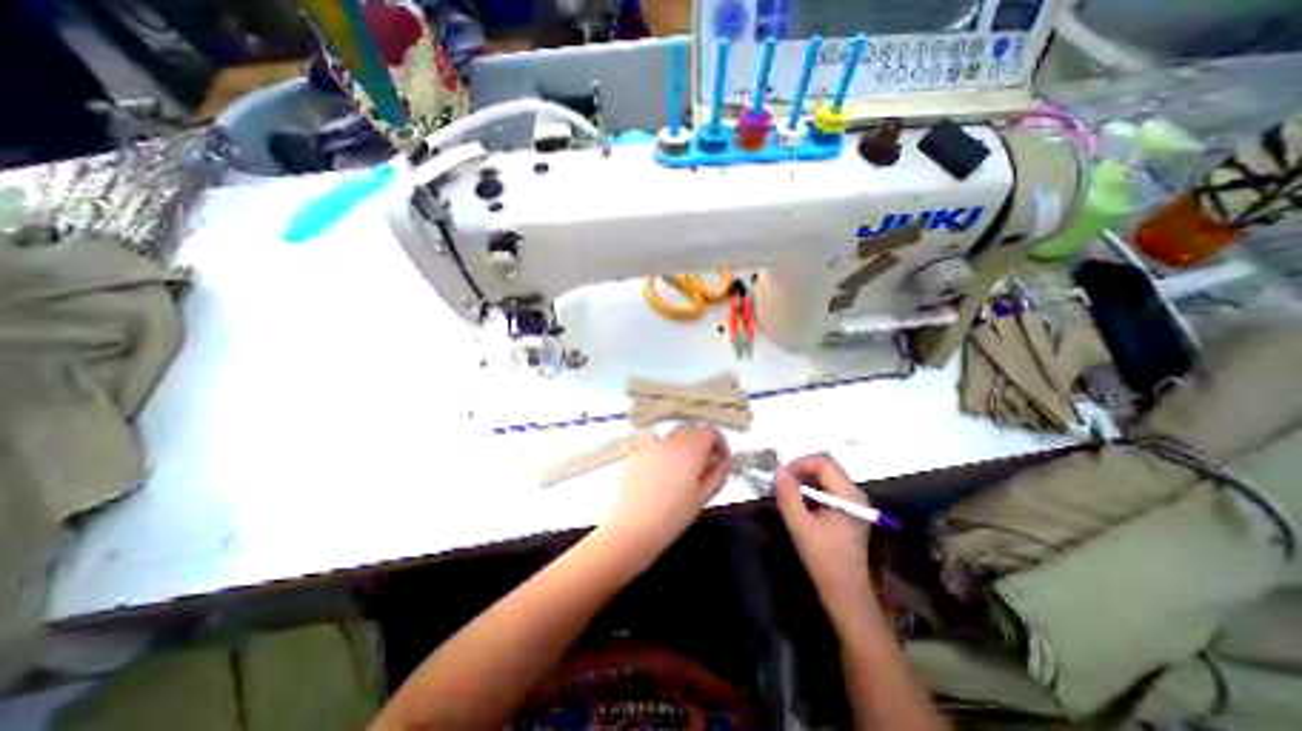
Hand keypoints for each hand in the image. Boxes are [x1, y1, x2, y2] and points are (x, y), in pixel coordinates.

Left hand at [600, 424, 730, 558]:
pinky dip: (663, 450)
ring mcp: (651, 444)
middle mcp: (671, 440)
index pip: (710, 430)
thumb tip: (727, 460)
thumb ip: (718, 473)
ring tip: (683, 469)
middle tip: (705, 466)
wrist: (632, 527)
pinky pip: (654, 443)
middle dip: (702, 443)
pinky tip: (661, 471)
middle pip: (691, 429)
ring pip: (673, 435)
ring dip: (683, 445)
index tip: (722, 460)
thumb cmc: (673, 515)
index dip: (720, 442)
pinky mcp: (636, 453)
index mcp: (691, 448)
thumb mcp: (703, 496)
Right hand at [772, 456, 872, 621]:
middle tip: (781, 486)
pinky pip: (826, 487)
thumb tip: (778, 470)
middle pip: (825, 466)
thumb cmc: (824, 560)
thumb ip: (788, 496)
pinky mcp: (847, 509)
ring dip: (803, 480)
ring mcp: (852, 501)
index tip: (781, 478)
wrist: (845, 592)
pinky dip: (809, 490)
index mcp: (849, 496)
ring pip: (824, 476)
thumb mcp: (800, 527)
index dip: (800, 464)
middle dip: (800, 471)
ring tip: (786, 495)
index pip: (824, 462)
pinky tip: (798, 504)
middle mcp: (855, 493)